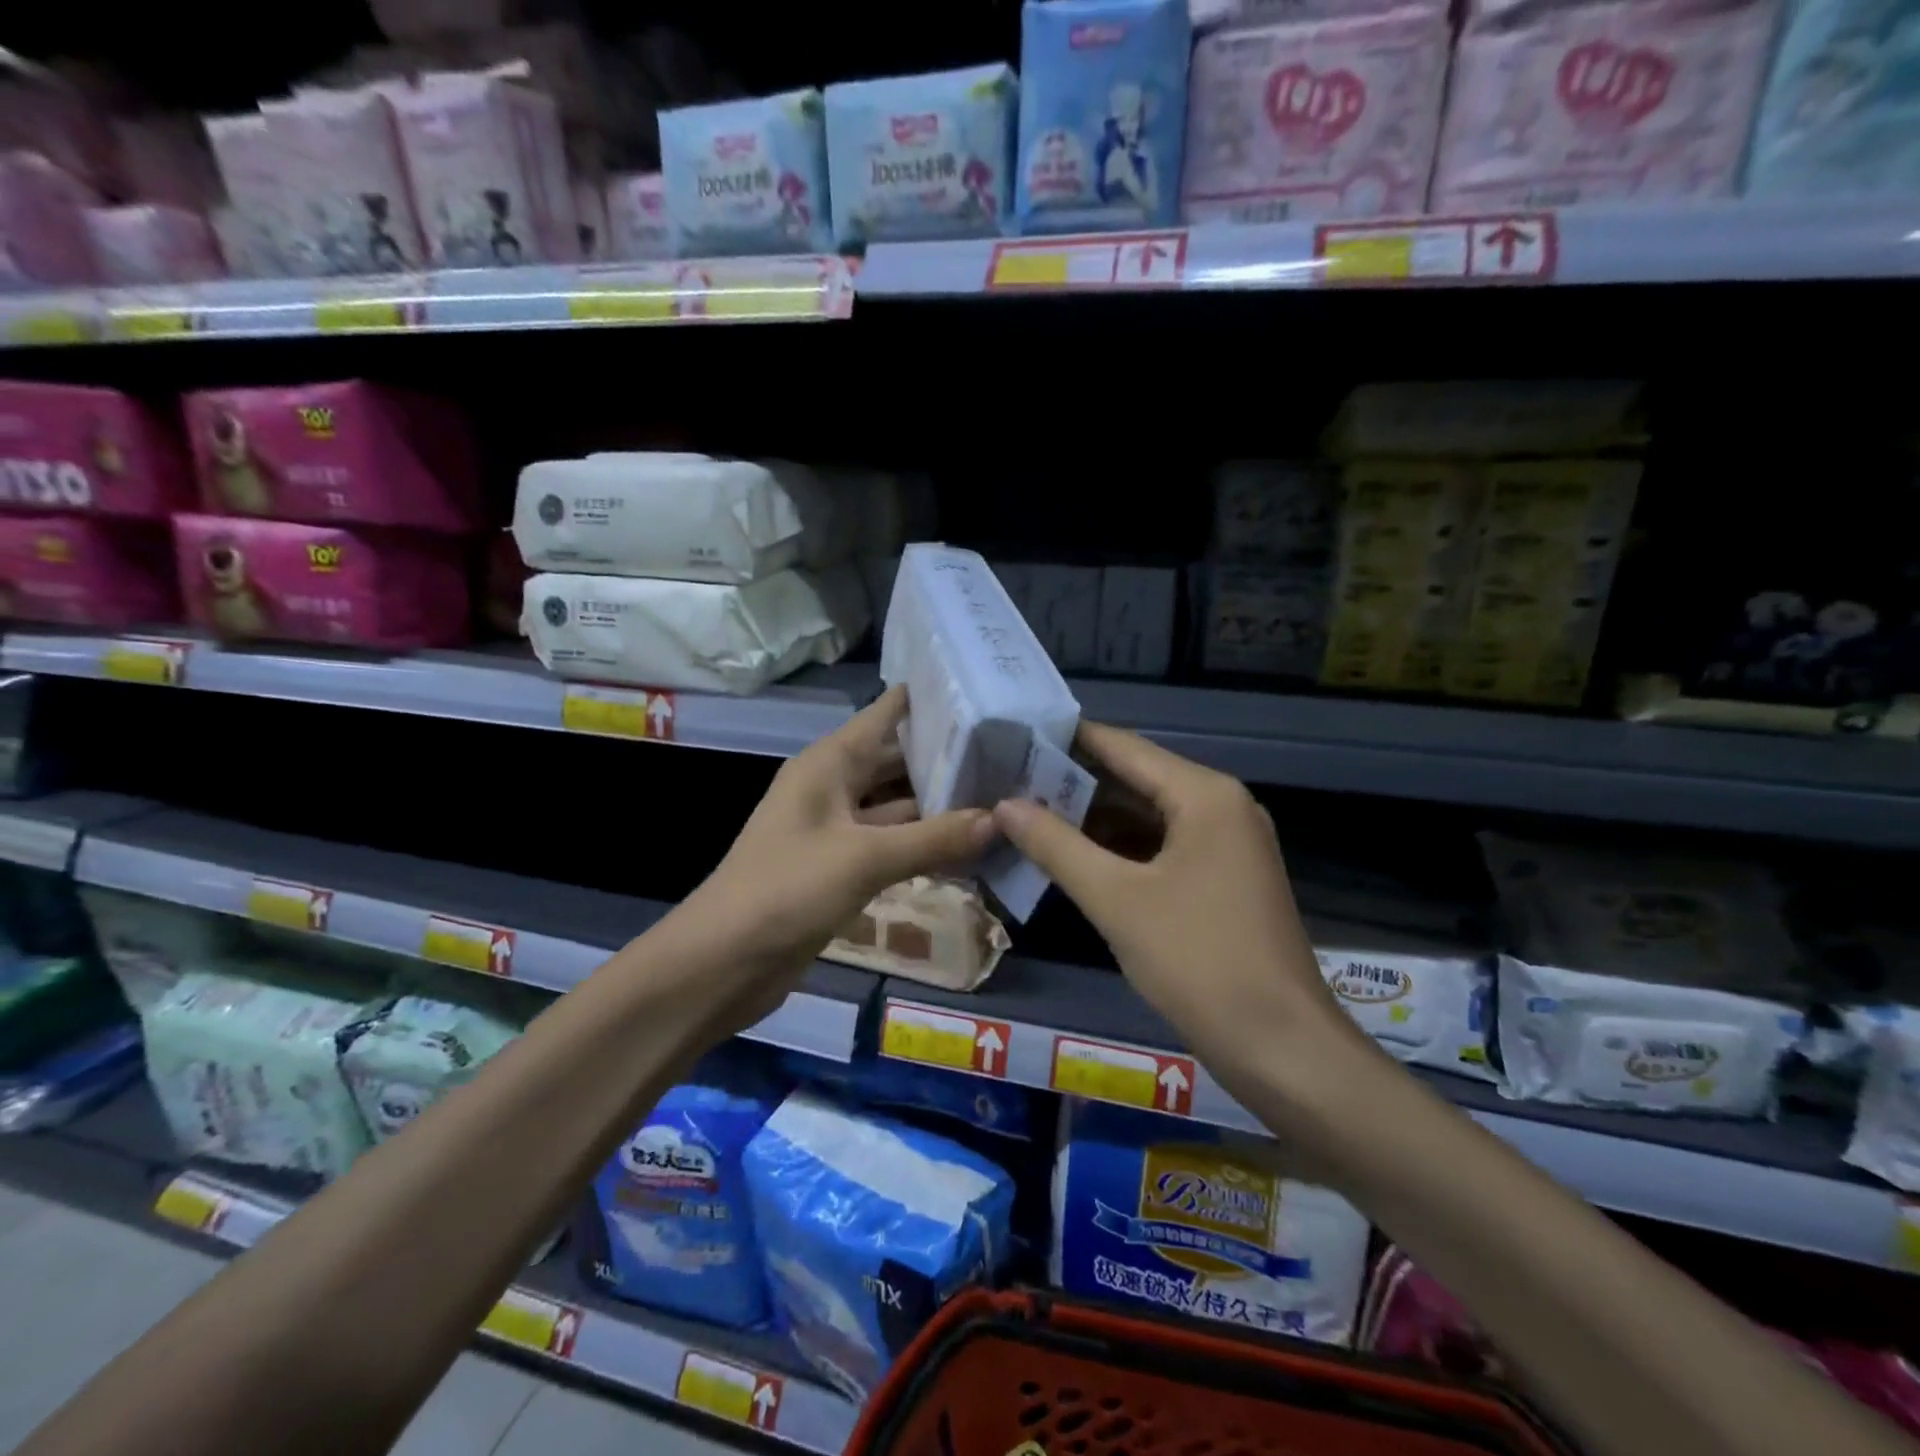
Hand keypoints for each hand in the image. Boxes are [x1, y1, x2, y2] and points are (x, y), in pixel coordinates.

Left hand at [670, 685, 996, 1032]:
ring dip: (942, 807)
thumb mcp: (864, 858)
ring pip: (898, 807)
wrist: (723, 962)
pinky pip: (891, 845)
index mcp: (829, 763)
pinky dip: (925, 846)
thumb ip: (934, 838)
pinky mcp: (841, 868)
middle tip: (1012, 754)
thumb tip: (1000, 818)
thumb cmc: (787, 890)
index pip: (885, 714)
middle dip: (948, 759)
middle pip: (898, 761)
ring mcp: (837, 830)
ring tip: (1004, 798)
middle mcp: (834, 787)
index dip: (930, 699)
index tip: (984, 688)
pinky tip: (970, 850)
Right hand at [993, 723, 1369, 1112]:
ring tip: (1026, 813)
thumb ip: (1056, 845)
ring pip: (1147, 816)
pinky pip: (1161, 848)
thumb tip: (1005, 805)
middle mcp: (1220, 807)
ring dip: (1092, 818)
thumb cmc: (1197, 961)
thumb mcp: (1116, 900)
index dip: (1066, 740)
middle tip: (1008, 779)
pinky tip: (1071, 856)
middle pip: (1135, 778)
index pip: (1122, 747)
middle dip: (1073, 782)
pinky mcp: (1222, 880)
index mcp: (1204, 795)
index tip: (1013, 737)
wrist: (1281, 1049)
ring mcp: (1225, 845)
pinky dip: (1118, 849)